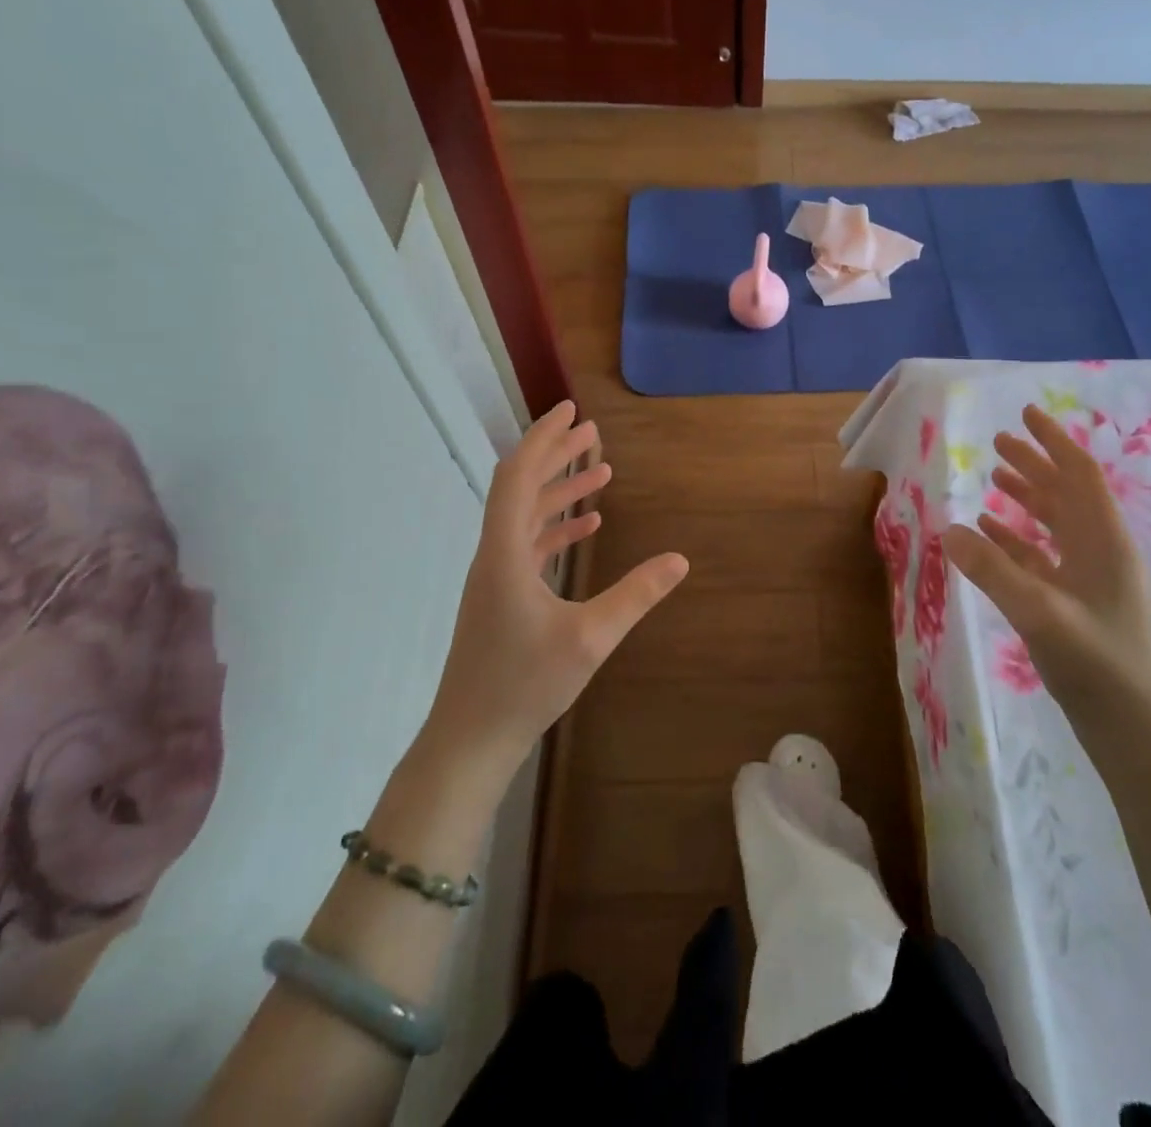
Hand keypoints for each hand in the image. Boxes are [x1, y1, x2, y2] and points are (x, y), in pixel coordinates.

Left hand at [424, 401, 688, 784]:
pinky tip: (587, 526)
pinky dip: (557, 527)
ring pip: (527, 515)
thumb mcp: (590, 638)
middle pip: (521, 487)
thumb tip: (680, 560)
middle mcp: (494, 554)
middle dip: (556, 454)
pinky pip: (529, 544)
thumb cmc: (524, 684)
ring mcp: (495, 576)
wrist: (470, 738)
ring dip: (560, 490)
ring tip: (600, 472)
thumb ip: (636, 595)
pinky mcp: (501, 596)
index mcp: (504, 552)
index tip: (572, 410)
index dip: (543, 438)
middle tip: (592, 431)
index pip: (518, 476)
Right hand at [942, 404, 1150, 740]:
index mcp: (1104, 541)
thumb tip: (949, 528)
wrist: (1132, 729)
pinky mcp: (1076, 601)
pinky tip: (989, 531)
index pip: (1080, 475)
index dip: (1053, 442)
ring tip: (994, 476)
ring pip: (1056, 522)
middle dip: (1035, 463)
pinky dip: (1017, 537)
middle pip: (1066, 493)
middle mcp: (1101, 550)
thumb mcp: (1039, 613)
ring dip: (1026, 496)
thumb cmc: (1096, 664)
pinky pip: (1043, 554)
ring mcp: (1090, 577)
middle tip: (998, 440)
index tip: (1026, 414)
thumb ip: (993, 569)